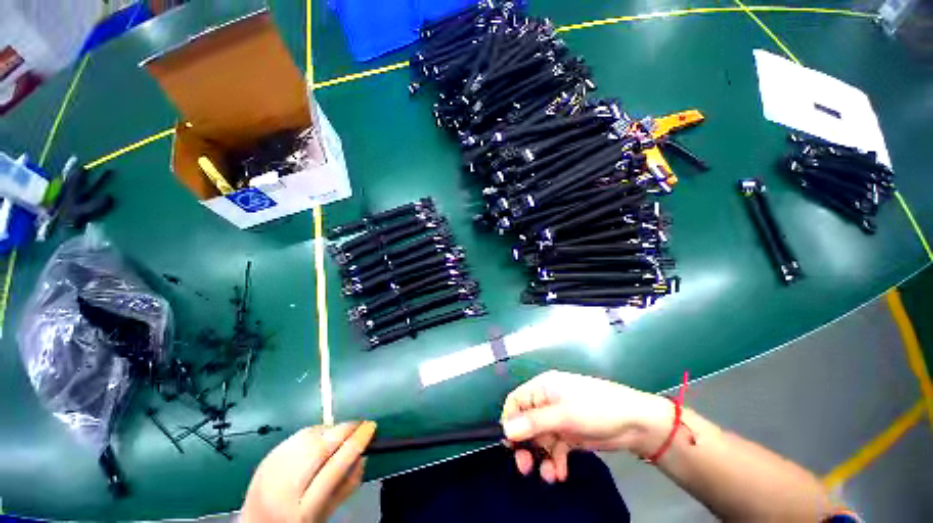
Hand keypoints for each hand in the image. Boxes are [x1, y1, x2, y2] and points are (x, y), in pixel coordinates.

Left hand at [241, 421, 375, 522]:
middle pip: (320, 448)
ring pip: (310, 436)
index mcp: (302, 509)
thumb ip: (348, 484)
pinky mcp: (268, 455)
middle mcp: (284, 487)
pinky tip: (322, 438)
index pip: (334, 468)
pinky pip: (299, 435)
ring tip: (342, 434)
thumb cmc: (298, 521)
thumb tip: (364, 453)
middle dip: (345, 430)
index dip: (356, 443)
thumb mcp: (327, 512)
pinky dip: (316, 431)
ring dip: (332, 429)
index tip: (371, 428)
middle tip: (360, 424)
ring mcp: (272, 468)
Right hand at [501, 370, 670, 482]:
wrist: (635, 423)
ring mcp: (558, 419)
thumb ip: (533, 423)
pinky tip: (561, 473)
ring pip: (540, 440)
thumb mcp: (563, 415)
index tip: (511, 445)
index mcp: (542, 388)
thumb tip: (505, 430)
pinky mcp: (569, 434)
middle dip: (525, 445)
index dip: (510, 422)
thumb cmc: (596, 409)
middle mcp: (547, 402)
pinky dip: (555, 461)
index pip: (516, 402)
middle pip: (526, 423)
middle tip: (525, 467)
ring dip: (542, 458)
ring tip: (550, 476)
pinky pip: (554, 449)